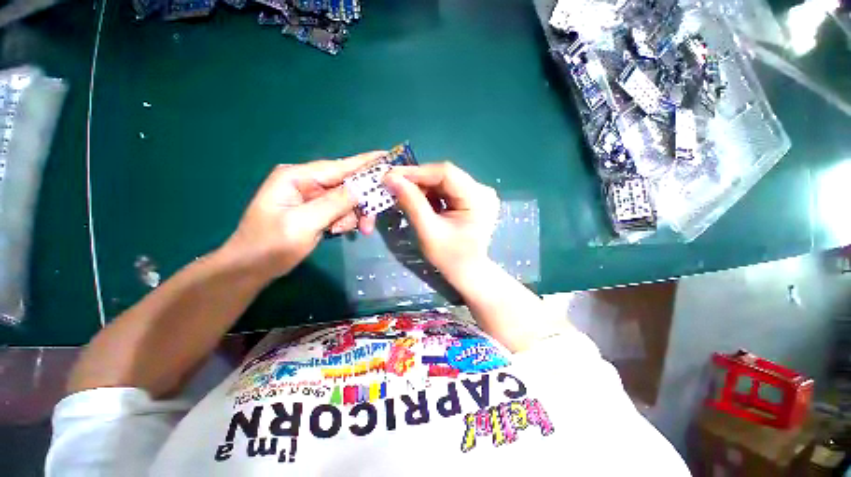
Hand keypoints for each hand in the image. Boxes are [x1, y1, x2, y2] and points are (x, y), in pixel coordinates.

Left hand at [221, 152, 385, 279]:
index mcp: (298, 177)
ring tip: (346, 232)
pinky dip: (345, 221)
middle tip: (368, 225)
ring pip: (347, 200)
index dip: (365, 162)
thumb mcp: (303, 224)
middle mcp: (307, 182)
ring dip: (352, 216)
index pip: (339, 166)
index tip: (387, 156)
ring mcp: (312, 197)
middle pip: (347, 185)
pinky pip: (341, 211)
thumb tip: (360, 188)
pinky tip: (338, 232)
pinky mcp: (316, 210)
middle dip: (361, 203)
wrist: (251, 268)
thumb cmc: (271, 245)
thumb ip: (333, 204)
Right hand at [384, 162, 499, 282]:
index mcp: (478, 198)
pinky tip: (417, 200)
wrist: (468, 273)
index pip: (446, 173)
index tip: (391, 175)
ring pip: (443, 182)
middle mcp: (481, 190)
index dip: (417, 172)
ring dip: (421, 187)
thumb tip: (391, 178)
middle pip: (444, 176)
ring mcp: (477, 194)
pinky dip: (429, 194)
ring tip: (402, 194)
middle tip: (393, 185)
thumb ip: (411, 203)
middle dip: (417, 180)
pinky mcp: (471, 199)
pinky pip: (446, 190)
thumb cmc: (450, 258)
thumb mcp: (428, 231)